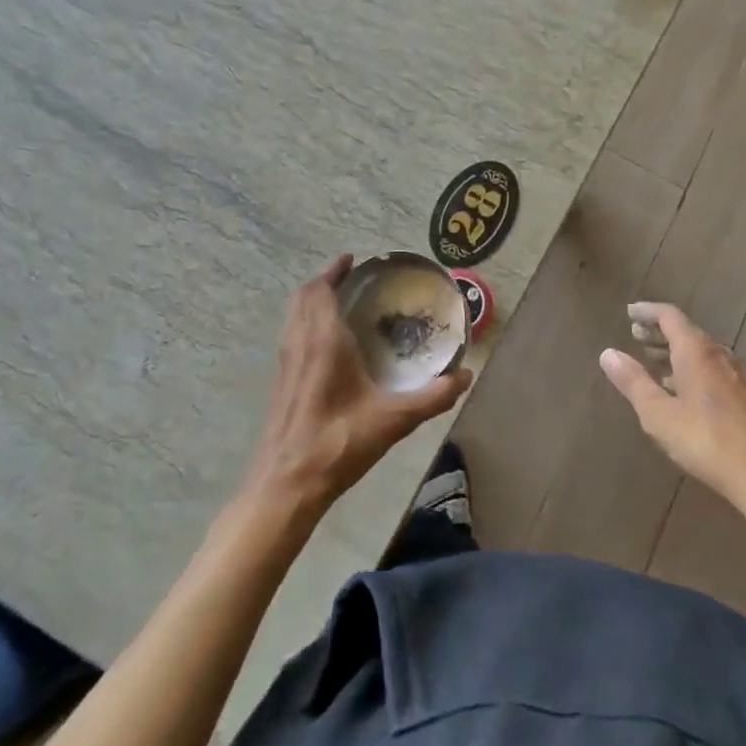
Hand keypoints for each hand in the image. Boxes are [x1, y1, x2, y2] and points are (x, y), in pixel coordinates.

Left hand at [246, 255, 471, 515]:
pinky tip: (327, 347)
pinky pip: (291, 337)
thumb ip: (433, 397)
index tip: (353, 260)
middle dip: (324, 282)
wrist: (286, 486)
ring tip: (340, 305)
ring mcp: (285, 365)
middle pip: (303, 298)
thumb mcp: (394, 419)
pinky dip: (306, 324)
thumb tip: (466, 376)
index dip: (333, 271)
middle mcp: (299, 345)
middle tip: (351, 279)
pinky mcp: (280, 385)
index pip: (320, 291)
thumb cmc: (338, 443)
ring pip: (293, 318)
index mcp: (323, 341)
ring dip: (312, 303)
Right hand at [599, 303, 745, 520]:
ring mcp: (734, 375)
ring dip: (673, 350)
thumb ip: (633, 382)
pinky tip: (680, 389)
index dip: (648, 311)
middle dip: (658, 331)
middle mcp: (717, 355)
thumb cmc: (705, 441)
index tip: (629, 312)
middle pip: (685, 331)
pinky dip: (688, 366)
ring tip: (652, 360)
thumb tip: (607, 353)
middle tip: (635, 334)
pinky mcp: (742, 395)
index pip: (669, 316)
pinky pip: (709, 367)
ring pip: (698, 351)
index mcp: (696, 351)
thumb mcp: (658, 414)